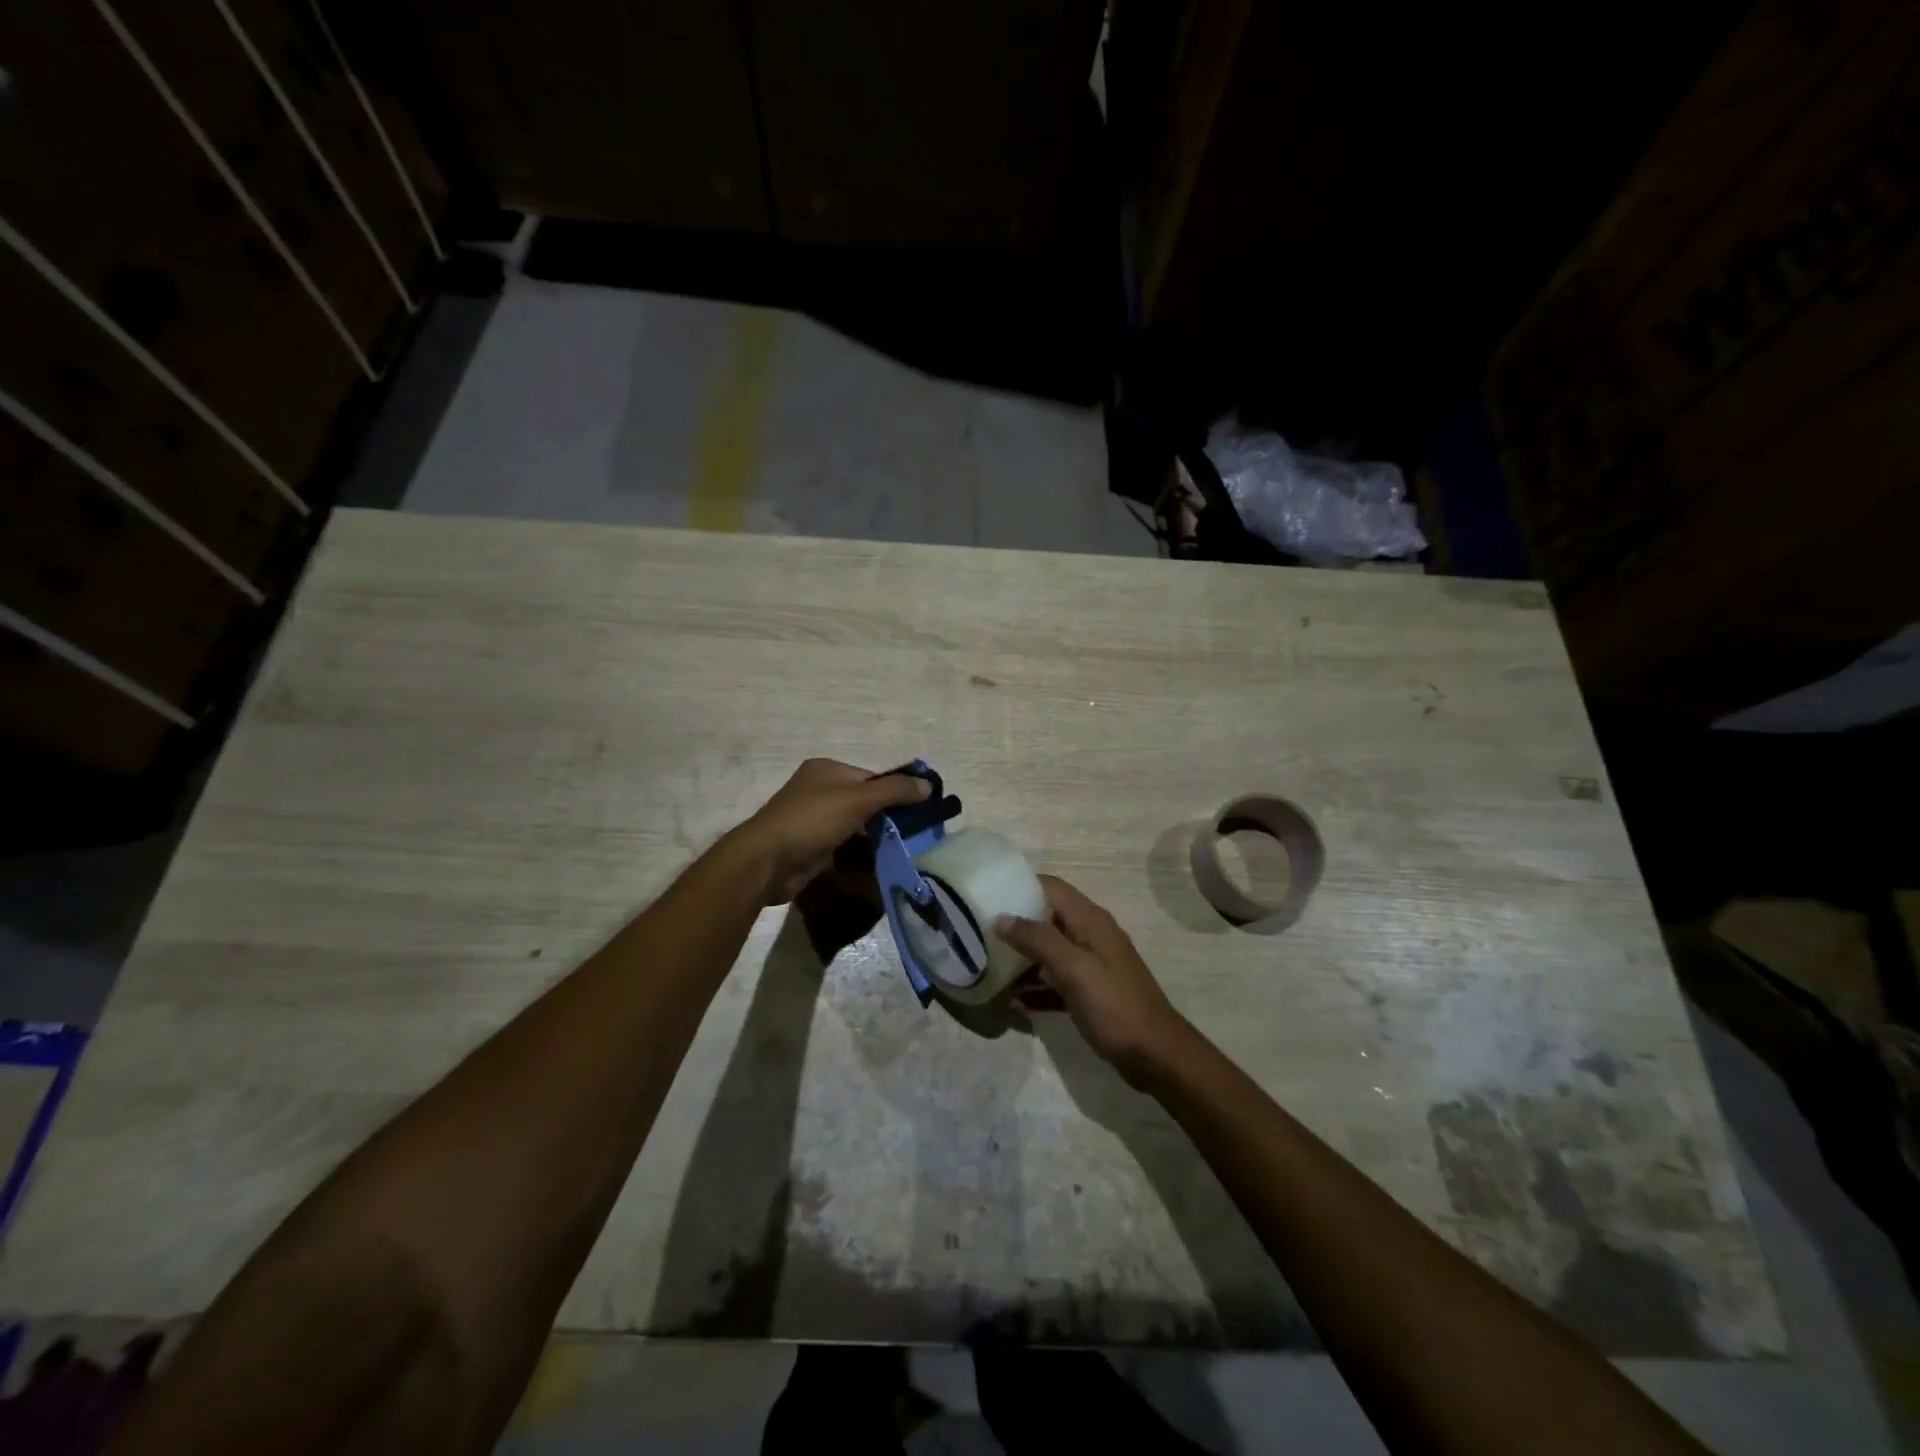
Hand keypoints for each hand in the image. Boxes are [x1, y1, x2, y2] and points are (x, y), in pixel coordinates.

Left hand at [731, 758, 929, 905]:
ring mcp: (815, 821)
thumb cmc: (811, 820)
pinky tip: (882, 863)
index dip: (897, 792)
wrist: (767, 862)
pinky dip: (862, 853)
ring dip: (877, 837)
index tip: (921, 811)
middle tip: (917, 834)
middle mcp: (820, 791)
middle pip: (865, 801)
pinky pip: (846, 847)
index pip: (872, 778)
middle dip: (889, 817)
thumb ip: (894, 791)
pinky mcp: (813, 848)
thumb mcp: (857, 799)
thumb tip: (928, 784)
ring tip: (905, 850)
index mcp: (827, 770)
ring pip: (856, 826)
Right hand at [994, 875, 1188, 1087]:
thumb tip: (1002, 917)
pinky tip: (1013, 1004)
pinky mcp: (1090, 993)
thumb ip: (1038, 940)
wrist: (1156, 1056)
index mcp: (1090, 921)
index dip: (1020, 886)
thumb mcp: (1074, 969)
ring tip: (988, 968)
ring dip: (1022, 960)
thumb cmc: (1115, 1006)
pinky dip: (1036, 988)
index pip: (1051, 888)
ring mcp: (1091, 965)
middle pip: (1047, 919)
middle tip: (979, 935)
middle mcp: (1090, 936)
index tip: (987, 895)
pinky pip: (1056, 982)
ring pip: (1049, 952)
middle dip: (1015, 925)